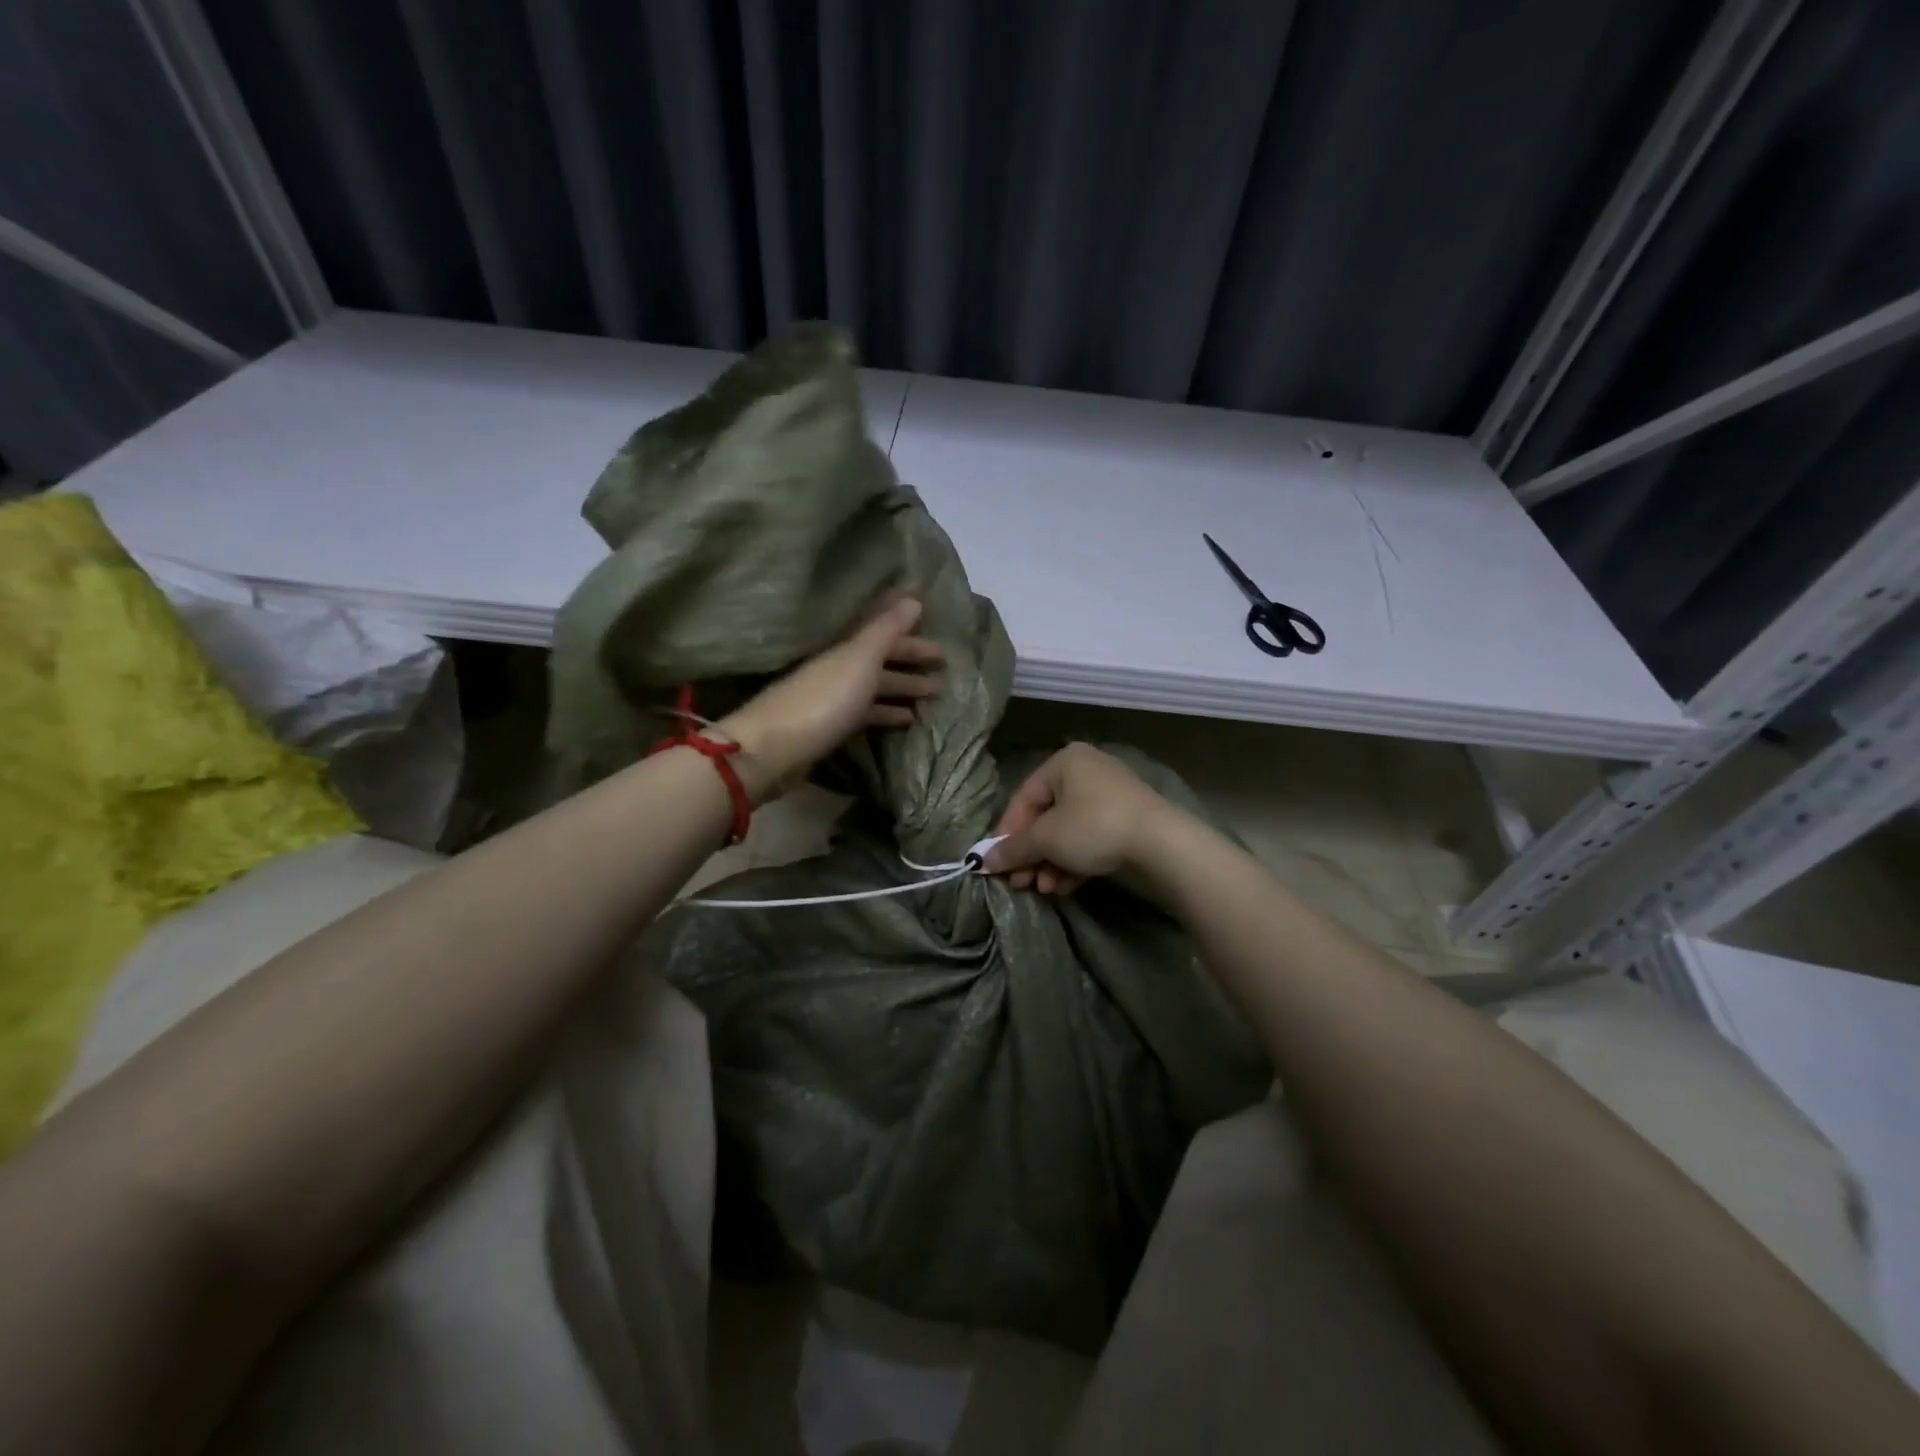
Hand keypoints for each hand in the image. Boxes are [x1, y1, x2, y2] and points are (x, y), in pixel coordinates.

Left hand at [718, 597, 941, 802]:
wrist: (772, 751)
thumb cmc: (821, 700)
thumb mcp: (858, 660)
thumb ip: (885, 630)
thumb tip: (913, 597)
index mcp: (844, 647)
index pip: (880, 623)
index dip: (904, 615)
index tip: (931, 607)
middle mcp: (838, 667)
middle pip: (880, 656)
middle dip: (912, 656)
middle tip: (946, 662)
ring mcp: (833, 698)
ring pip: (876, 686)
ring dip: (905, 687)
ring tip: (936, 693)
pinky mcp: (831, 727)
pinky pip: (868, 713)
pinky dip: (888, 713)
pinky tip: (908, 720)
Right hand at [985, 743, 1173, 894]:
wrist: (1162, 845)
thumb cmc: (1094, 827)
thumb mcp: (1046, 839)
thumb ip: (1012, 848)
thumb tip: (982, 861)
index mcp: (1064, 762)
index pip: (1023, 798)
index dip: (1007, 833)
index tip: (997, 864)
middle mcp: (1086, 771)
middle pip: (1045, 817)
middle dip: (1031, 854)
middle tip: (1020, 882)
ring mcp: (1110, 796)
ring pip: (1068, 831)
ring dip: (1051, 862)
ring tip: (1044, 888)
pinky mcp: (1127, 821)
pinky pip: (1090, 838)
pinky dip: (1075, 861)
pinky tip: (1065, 887)